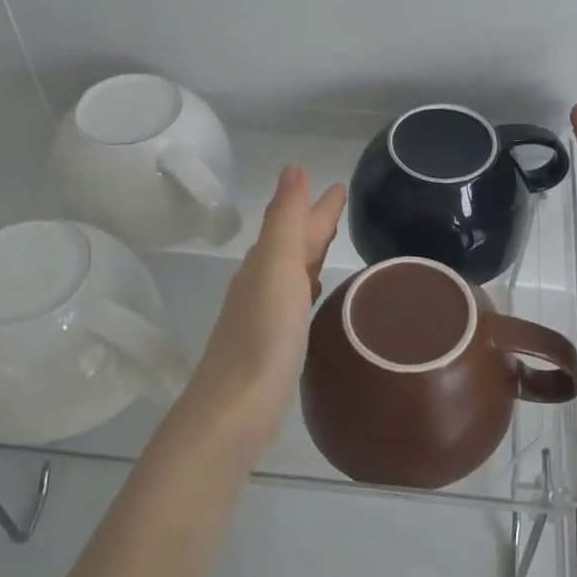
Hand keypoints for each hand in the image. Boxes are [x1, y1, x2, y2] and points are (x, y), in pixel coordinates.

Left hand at [174, 165, 346, 466]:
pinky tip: (314, 294)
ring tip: (331, 243)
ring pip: (292, 271)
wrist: (236, 408)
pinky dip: (307, 287)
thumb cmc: (263, 335)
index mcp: (266, 262)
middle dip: (314, 223)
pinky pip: (294, 300)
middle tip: (340, 207)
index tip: (339, 186)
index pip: (296, 222)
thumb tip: (293, 168)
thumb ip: (286, 220)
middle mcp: (262, 282)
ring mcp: (265, 314)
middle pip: (292, 244)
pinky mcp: (273, 343)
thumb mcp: (277, 267)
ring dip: (310, 253)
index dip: (317, 204)